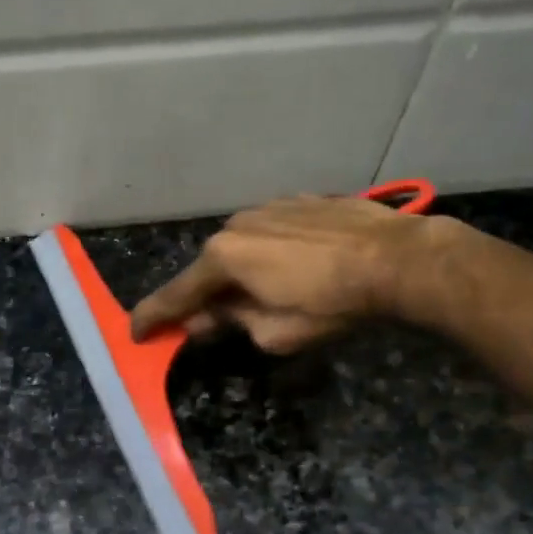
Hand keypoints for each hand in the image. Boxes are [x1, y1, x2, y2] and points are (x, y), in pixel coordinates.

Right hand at [130, 196, 456, 353]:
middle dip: (206, 297)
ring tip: (266, 294)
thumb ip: (232, 323)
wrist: (396, 258)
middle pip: (209, 269)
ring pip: (239, 247)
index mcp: (224, 258)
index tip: (136, 332)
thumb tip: (206, 318)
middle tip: (212, 323)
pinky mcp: (299, 201)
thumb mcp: (275, 332)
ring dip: (240, 273)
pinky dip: (268, 253)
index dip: (154, 317)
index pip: (177, 294)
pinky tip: (294, 268)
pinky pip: (269, 233)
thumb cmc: (331, 302)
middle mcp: (236, 224)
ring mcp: (268, 207)